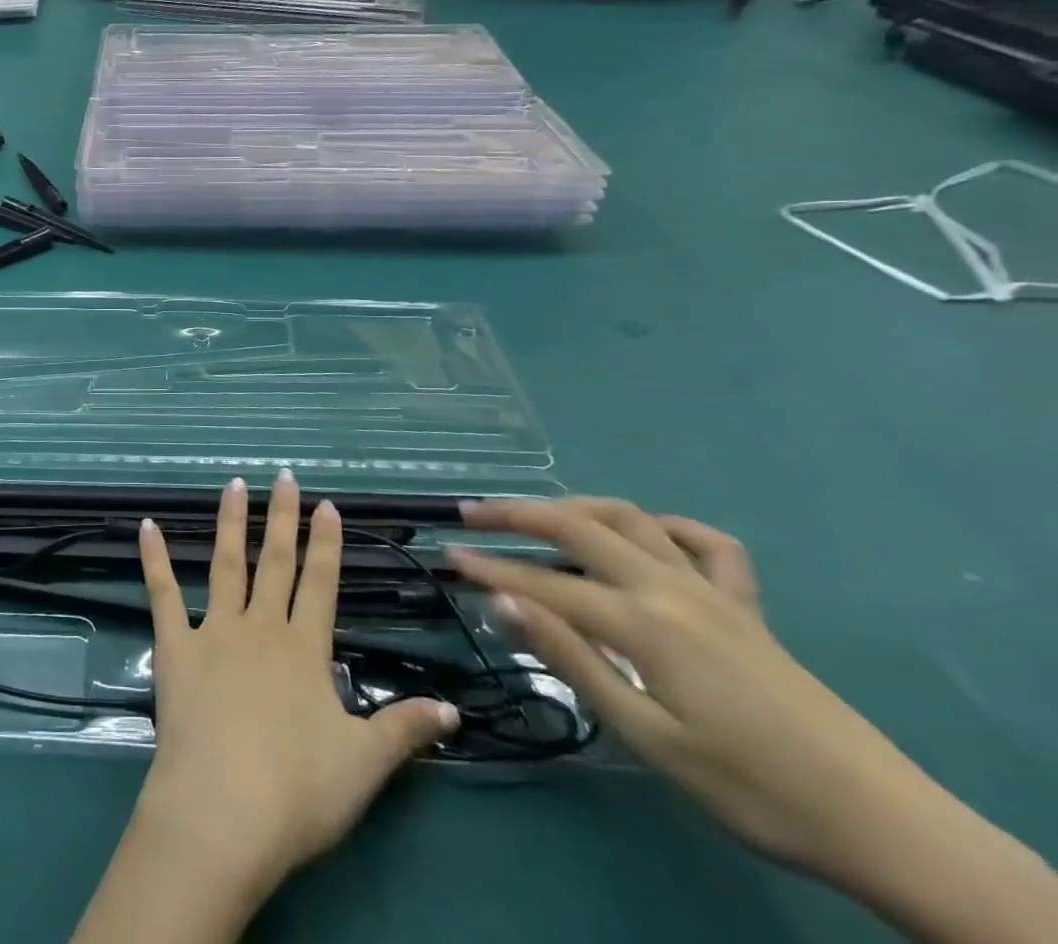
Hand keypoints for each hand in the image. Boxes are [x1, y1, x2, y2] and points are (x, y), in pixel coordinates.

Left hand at [134, 474, 459, 906]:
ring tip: (233, 485)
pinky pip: (163, 594)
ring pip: (225, 565)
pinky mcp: (175, 648)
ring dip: (230, 523)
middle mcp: (261, 628)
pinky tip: (145, 525)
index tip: (327, 504)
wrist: (223, 812)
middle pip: (275, 562)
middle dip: (282, 518)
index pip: (321, 583)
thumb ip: (405, 729)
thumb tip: (454, 709)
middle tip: (284, 476)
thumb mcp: (365, 764)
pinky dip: (154, 559)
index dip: (326, 543)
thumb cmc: (298, 791)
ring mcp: (215, 632)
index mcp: (305, 649)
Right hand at [449, 500, 932, 877]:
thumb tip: (504, 603)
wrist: (880, 821)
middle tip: (471, 514)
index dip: (492, 569)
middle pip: (578, 527)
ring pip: (632, 519)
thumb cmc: (750, 788)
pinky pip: (707, 544)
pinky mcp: (746, 606)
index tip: (449, 556)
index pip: (544, 584)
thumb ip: (573, 660)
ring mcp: (711, 589)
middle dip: (516, 515)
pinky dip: (669, 526)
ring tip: (538, 514)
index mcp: (643, 621)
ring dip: (576, 507)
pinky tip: (647, 534)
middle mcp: (669, 586)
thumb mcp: (648, 737)